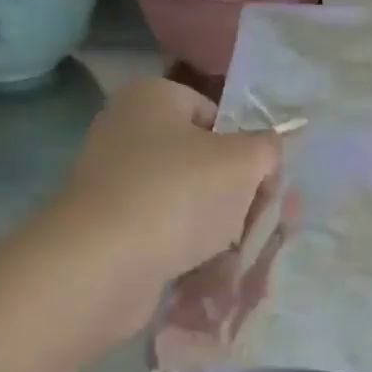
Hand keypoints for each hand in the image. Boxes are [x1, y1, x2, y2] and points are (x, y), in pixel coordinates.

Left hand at [54, 78, 280, 317]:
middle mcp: (126, 133)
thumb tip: (267, 152)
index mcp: (151, 99)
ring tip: (237, 254)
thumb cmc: (179, 194)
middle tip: (258, 222)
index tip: (263, 182)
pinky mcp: (108, 230)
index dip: (246, 147)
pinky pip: (163, 234)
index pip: (215, 114)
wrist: (103, 265)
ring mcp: (113, 184)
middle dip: (236, 194)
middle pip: (202, 161)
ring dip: (218, 229)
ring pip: (186, 202)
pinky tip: (209, 273)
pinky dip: (188, 252)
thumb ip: (268, 148)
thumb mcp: (244, 161)